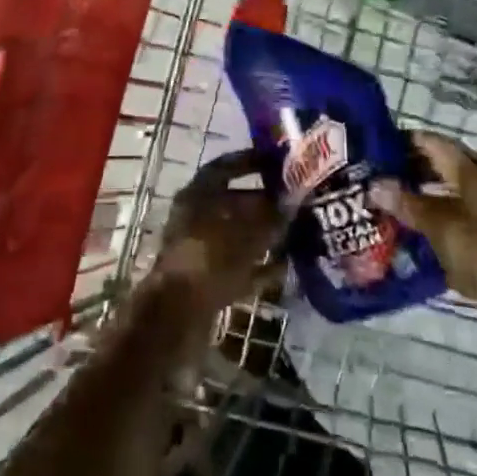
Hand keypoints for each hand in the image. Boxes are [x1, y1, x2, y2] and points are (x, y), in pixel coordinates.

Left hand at [149, 150, 285, 317]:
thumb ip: (270, 214)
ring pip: (238, 236)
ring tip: (297, 232)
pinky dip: (260, 266)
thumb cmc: (210, 257)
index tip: (277, 161)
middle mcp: (196, 217)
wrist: (179, 315)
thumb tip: (291, 203)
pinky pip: (239, 267)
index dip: (249, 161)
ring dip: (265, 235)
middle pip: (234, 202)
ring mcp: (200, 250)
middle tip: (297, 201)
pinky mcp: (207, 281)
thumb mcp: (246, 230)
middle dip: (264, 202)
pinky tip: (286, 267)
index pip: (225, 167)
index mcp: (197, 194)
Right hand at [372, 132, 476, 378]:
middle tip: (373, 183)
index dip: (404, 142)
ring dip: (421, 209)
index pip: (433, 144)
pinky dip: (436, 237)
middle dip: (409, 176)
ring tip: (385, 214)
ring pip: (449, 205)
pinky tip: (412, 249)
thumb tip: (375, 184)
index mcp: (474, 171)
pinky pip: (458, 235)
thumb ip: (407, 203)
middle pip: (442, 173)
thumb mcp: (440, 223)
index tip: (372, 149)